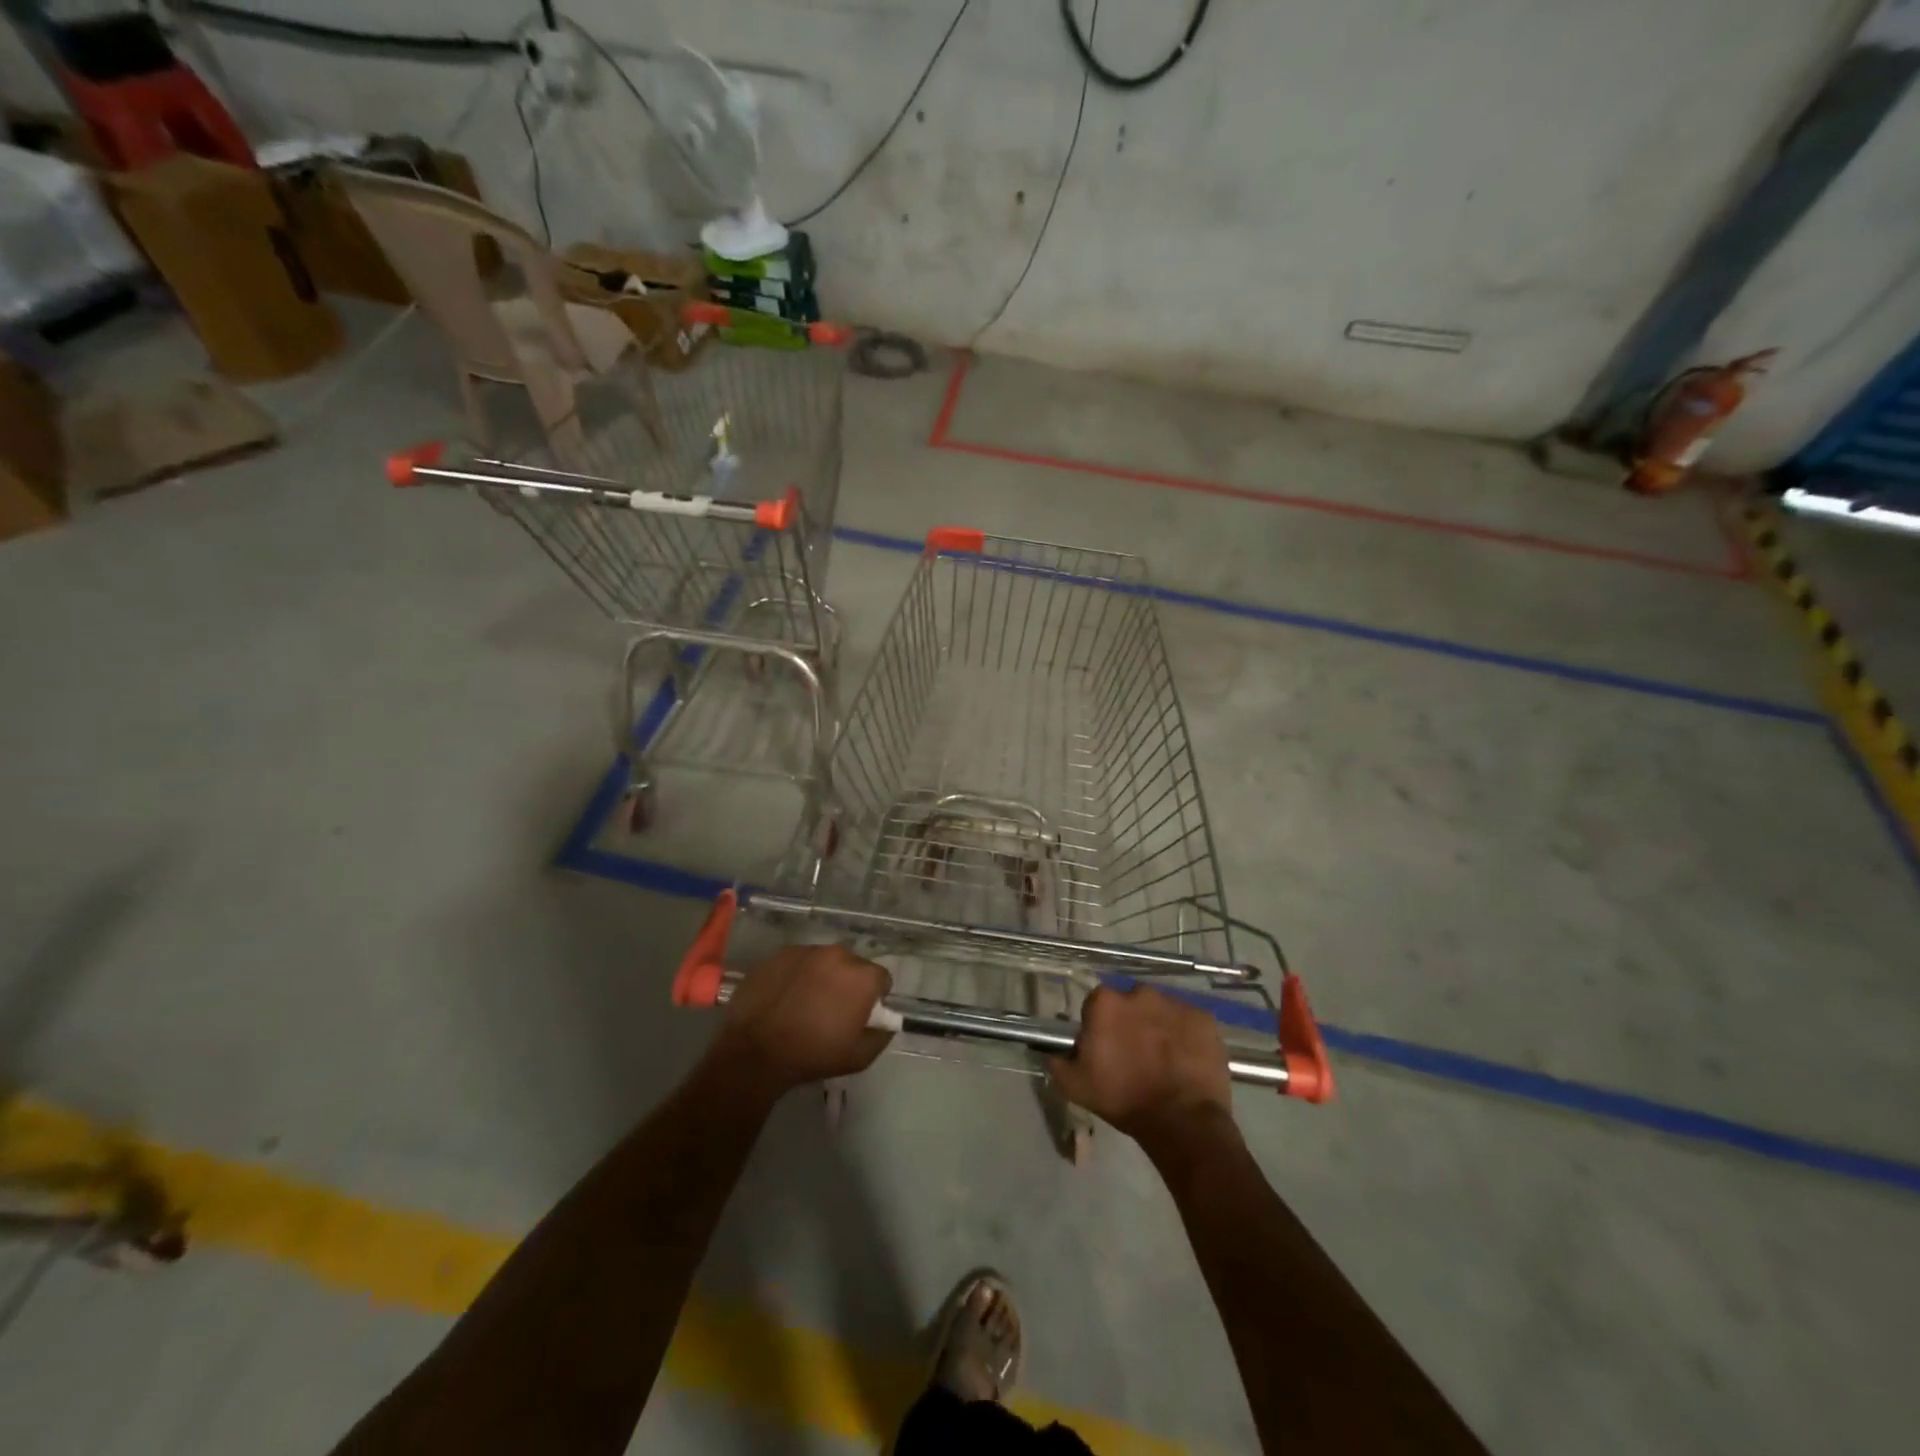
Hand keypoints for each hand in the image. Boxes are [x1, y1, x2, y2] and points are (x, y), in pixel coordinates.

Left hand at [706, 943, 892, 1096]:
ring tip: (805, 1001)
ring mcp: (806, 950)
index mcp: (862, 976)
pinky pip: (798, 961)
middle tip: (833, 1008)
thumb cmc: (813, 1054)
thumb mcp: (859, 1057)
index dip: (875, 996)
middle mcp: (838, 954)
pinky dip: (797, 974)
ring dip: (822, 976)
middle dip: (848, 983)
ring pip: (824, 960)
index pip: (881, 978)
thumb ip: (882, 1035)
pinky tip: (785, 996)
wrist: (755, 1051)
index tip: (861, 1013)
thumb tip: (888, 1022)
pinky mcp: (780, 954)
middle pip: (853, 965)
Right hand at [1048, 984, 1233, 1146]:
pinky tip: (1185, 1062)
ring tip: (1164, 1061)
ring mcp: (1175, 1003)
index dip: (1100, 1028)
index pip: (1096, 1006)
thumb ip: (1058, 1060)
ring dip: (1158, 1028)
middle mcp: (1139, 993)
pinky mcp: (1204, 1018)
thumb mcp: (1074, 1086)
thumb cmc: (1123, 1099)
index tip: (1106, 1050)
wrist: (1182, 1121)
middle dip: (1131, 1023)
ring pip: (1160, 1011)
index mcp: (1105, 1003)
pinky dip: (1186, 1036)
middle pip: (1130, 1004)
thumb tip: (1053, 1048)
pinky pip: (1188, 1022)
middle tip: (1136, 1056)